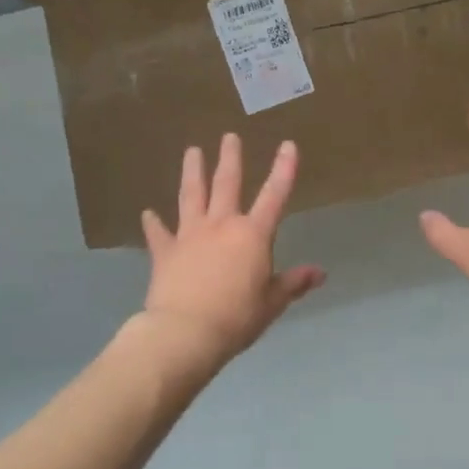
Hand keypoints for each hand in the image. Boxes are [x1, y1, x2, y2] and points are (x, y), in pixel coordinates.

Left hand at [136, 134, 324, 376]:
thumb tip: (320, 272)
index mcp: (252, 235)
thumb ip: (293, 283)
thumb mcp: (272, 303)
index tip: (288, 144)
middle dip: (230, 158)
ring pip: (191, 195)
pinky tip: (147, 213)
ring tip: (192, 151)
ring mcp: (189, 235)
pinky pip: (158, 234)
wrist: (185, 332)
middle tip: (229, 136)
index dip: (283, 169)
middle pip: (227, 184)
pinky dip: (153, 223)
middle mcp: (221, 225)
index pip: (274, 196)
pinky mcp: (165, 252)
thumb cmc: (236, 318)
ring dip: (192, 172)